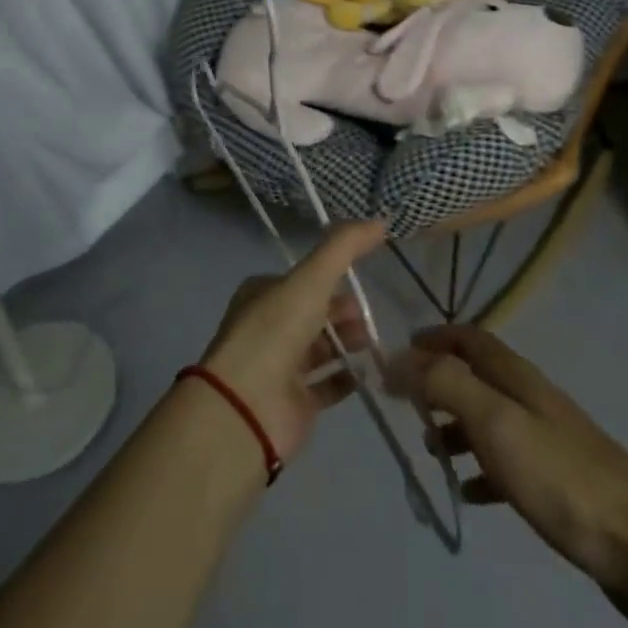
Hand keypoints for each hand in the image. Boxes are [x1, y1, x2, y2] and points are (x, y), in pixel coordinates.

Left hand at [199, 221, 382, 460]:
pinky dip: (347, 378)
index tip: (360, 282)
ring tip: (373, 343)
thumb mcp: (312, 278)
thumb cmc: (276, 331)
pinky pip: (326, 385)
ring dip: (348, 342)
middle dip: (343, 312)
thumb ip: (345, 246)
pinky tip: (367, 373)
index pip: (303, 280)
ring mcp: (279, 368)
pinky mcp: (293, 403)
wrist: (248, 406)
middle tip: (369, 318)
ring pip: (321, 348)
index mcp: (263, 294)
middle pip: (314, 313)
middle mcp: (268, 328)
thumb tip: (379, 221)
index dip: (331, 279)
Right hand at [401, 326, 627, 606]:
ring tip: (428, 449)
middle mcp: (532, 399)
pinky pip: (507, 463)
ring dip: (456, 426)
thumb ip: (446, 384)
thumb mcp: (496, 422)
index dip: (435, 338)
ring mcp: (549, 440)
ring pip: (490, 419)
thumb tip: (399, 357)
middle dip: (440, 383)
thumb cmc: (561, 477)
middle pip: (478, 376)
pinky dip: (481, 469)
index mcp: (518, 378)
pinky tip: (469, 493)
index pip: (470, 338)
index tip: (398, 354)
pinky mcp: (559, 482)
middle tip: (405, 406)